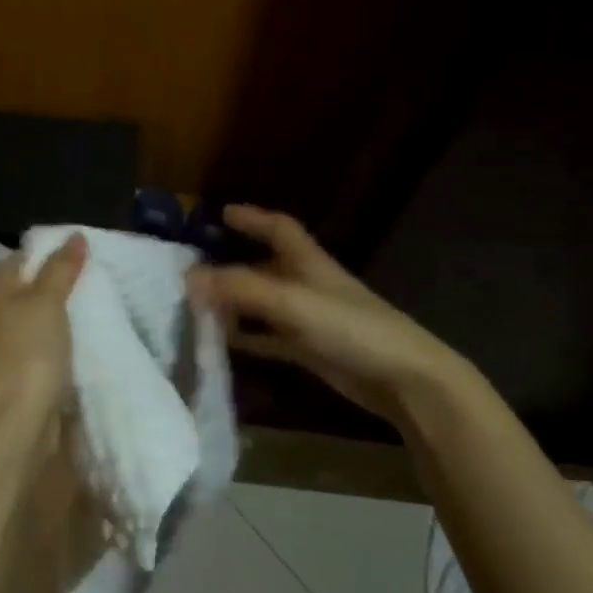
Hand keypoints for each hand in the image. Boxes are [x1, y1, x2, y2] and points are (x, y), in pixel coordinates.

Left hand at [0, 234, 87, 417]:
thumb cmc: (28, 352)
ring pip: (28, 322)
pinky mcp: (6, 376)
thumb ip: (61, 268)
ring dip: (53, 319)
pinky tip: (73, 348)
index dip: (50, 255)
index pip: (20, 258)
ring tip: (89, 314)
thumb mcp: (48, 302)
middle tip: (92, 286)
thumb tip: (74, 235)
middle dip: (54, 288)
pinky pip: (32, 349)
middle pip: (23, 290)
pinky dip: (50, 346)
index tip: (84, 260)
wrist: (13, 422)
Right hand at [187, 205, 461, 423]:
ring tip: (196, 307)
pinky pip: (269, 338)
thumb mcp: (292, 302)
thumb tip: (189, 277)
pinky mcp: (310, 350)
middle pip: (265, 267)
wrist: (403, 379)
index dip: (253, 218)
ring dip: (234, 304)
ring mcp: (309, 320)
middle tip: (192, 270)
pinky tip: (222, 343)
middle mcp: (307, 286)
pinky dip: (247, 337)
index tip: (222, 213)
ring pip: (263, 304)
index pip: (279, 228)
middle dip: (231, 265)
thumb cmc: (352, 328)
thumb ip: (241, 288)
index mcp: (309, 263)